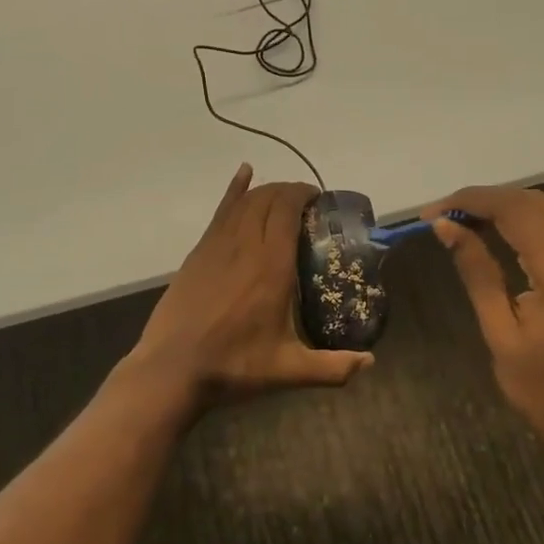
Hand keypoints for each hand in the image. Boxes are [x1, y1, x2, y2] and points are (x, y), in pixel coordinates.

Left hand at [130, 165, 373, 409]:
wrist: (172, 369)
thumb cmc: (234, 365)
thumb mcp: (288, 370)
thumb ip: (333, 368)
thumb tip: (370, 362)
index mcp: (271, 266)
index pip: (287, 210)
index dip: (304, 195)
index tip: (320, 200)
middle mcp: (245, 246)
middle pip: (268, 199)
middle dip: (290, 192)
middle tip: (307, 204)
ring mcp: (217, 245)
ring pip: (245, 201)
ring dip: (267, 191)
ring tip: (284, 197)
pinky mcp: (199, 252)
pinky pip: (221, 211)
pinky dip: (234, 189)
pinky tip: (244, 173)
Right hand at [425, 186, 543, 477]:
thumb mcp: (502, 335)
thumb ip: (477, 273)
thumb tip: (445, 228)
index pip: (513, 210)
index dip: (468, 202)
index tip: (430, 214)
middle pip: (530, 202)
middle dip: (482, 200)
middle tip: (440, 216)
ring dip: (502, 207)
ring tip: (459, 222)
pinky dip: (522, 221)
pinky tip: (494, 233)